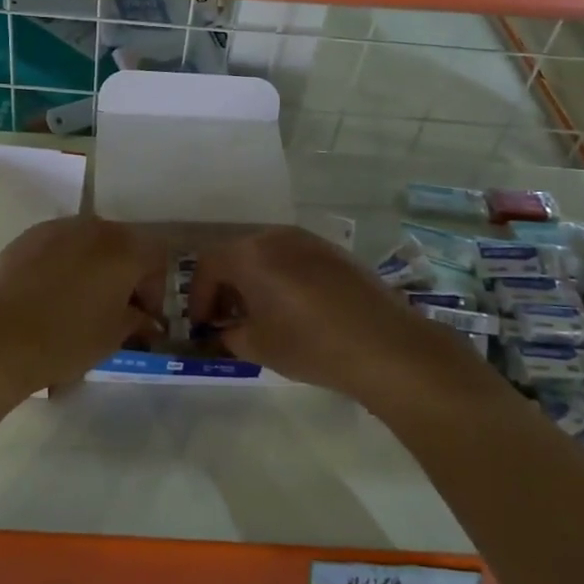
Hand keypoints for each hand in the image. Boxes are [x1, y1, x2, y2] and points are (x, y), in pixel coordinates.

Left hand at [0, 216, 165, 390]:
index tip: (144, 319)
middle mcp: (96, 228)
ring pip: (89, 241)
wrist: (1, 337)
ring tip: (82, 297)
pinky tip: (52, 290)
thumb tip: (145, 319)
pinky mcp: (29, 236)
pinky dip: (64, 262)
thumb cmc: (68, 339)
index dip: (154, 292)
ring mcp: (60, 228)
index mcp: (125, 250)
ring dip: (95, 264)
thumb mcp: (113, 337)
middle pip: (123, 244)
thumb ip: (136, 321)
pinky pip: (59, 245)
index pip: (156, 261)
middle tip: (117, 307)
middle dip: (125, 273)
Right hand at [187, 226, 454, 401]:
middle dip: (225, 286)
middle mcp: (275, 237)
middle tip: (227, 319)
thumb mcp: (258, 347)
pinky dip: (281, 277)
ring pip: (266, 254)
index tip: (202, 325)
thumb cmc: (310, 345)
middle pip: (236, 254)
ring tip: (260, 313)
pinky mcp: (334, 251)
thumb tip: (227, 330)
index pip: (208, 266)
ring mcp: (308, 240)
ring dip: (254, 280)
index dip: (198, 297)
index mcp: (249, 254)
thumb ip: (231, 334)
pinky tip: (294, 307)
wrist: (384, 345)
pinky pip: (293, 258)